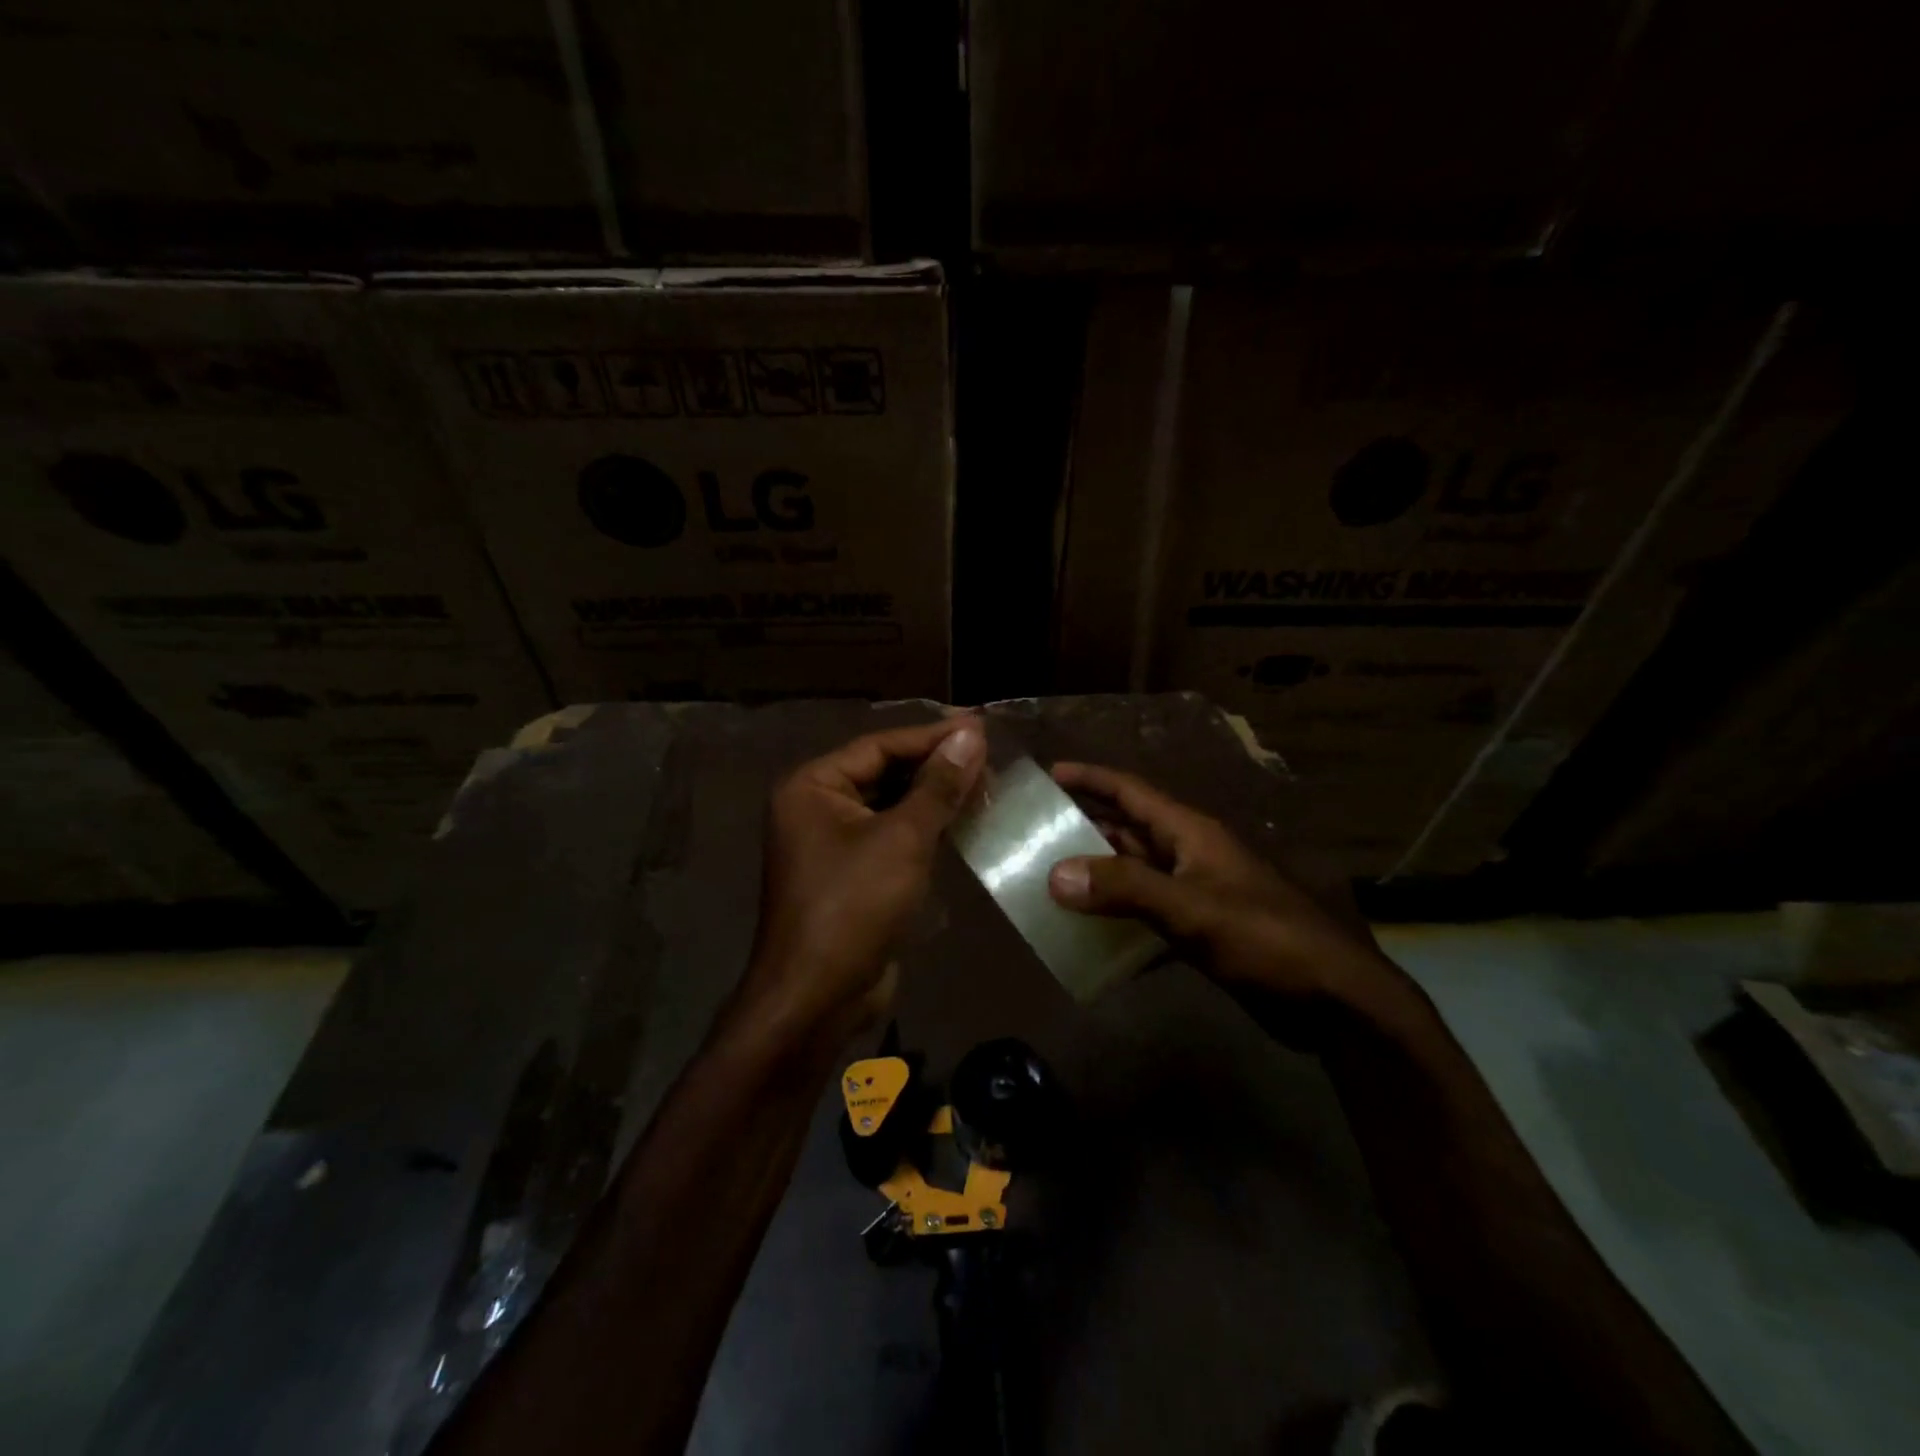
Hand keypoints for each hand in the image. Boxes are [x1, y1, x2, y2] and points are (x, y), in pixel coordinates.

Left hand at [737, 716, 986, 1049]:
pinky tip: (964, 822)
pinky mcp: (853, 874)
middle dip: (935, 766)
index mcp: (813, 786)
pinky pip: (892, 837)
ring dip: (935, 797)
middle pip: (884, 772)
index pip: (880, 745)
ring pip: (892, 805)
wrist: (819, 997)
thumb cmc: (854, 906)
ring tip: (986, 784)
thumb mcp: (902, 839)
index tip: (981, 728)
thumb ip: (938, 785)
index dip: (932, 736)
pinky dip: (926, 828)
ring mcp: (833, 843)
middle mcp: (817, 807)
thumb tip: (971, 735)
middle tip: (989, 757)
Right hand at [1045, 762, 1399, 1012]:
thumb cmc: (1265, 938)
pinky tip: (1090, 935)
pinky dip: (1119, 918)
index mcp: (1191, 833)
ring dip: (1098, 875)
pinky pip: (1148, 913)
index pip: (1131, 792)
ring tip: (1049, 881)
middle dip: (1084, 828)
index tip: (1048, 773)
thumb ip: (1125, 889)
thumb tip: (1056, 874)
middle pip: (1128, 830)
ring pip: (1136, 873)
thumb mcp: (1192, 908)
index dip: (1090, 778)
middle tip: (1034, 834)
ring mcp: (1197, 892)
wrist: (1332, 999)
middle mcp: (1190, 854)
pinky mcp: (1202, 929)